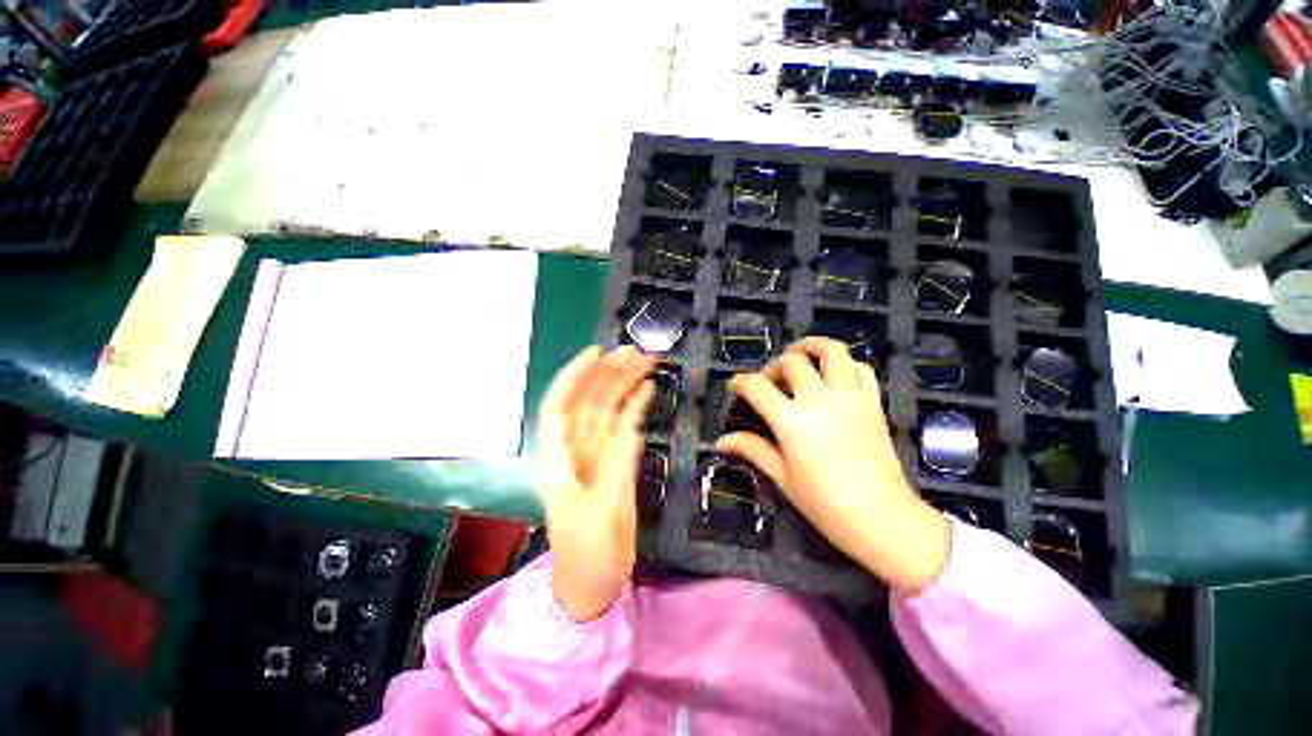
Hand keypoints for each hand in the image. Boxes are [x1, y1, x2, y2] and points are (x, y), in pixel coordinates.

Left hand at [536, 346, 656, 620]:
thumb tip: (627, 427)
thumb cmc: (588, 554)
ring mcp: (596, 452)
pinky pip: (623, 426)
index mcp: (558, 459)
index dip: (574, 377)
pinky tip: (646, 390)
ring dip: (623, 384)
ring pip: (607, 409)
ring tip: (644, 361)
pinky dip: (634, 407)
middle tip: (634, 351)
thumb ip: (614, 468)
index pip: (560, 406)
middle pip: (588, 401)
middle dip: (607, 373)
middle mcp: (575, 448)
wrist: (593, 584)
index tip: (595, 353)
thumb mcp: (600, 512)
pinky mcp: (614, 459)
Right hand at [714, 337, 949, 592]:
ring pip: (832, 352)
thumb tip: (721, 442)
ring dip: (812, 347)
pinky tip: (834, 374)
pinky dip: (845, 364)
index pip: (757, 387)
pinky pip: (861, 369)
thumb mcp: (782, 476)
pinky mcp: (873, 402)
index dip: (740, 382)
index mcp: (792, 421)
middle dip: (773, 366)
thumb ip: (751, 450)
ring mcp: (850, 397)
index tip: (735, 385)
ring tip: (800, 354)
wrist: (883, 519)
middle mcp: (820, 400)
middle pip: (791, 362)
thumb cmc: (825, 503)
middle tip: (768, 381)